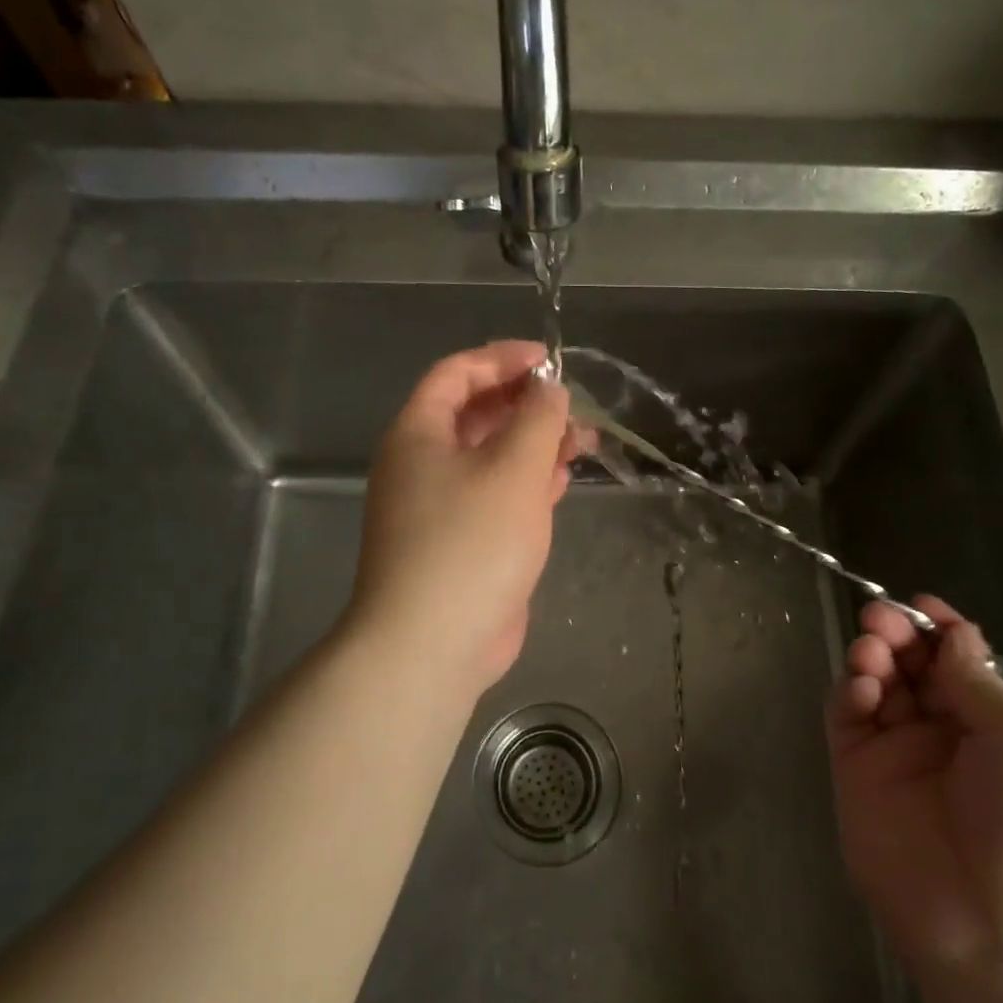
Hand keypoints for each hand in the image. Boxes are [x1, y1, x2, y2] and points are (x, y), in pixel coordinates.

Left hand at [347, 341, 590, 689]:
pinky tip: (562, 480)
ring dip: (534, 444)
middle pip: (476, 415)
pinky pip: (496, 495)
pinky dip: (528, 482)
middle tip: (572, 405)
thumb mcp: (514, 468)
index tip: (549, 361)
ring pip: (491, 457)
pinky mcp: (462, 542)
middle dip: (526, 404)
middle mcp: (423, 464)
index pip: (457, 374)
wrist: (434, 643)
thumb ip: (537, 419)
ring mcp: (441, 506)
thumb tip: (547, 389)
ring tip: (583, 440)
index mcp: (419, 435)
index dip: (502, 359)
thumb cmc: (472, 542)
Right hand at [826, 596, 1002, 996]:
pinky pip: (847, 719)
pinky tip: (861, 685)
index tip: (921, 603)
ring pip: (877, 687)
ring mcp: (898, 757)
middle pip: (913, 669)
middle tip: (882, 618)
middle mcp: (946, 738)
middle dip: (898, 636)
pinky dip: (849, 692)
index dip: (942, 631)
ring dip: (872, 657)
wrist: (1001, 937)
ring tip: (872, 649)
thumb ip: (977, 684)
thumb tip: (952, 636)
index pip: (962, 665)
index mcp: (999, 730)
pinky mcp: (856, 775)